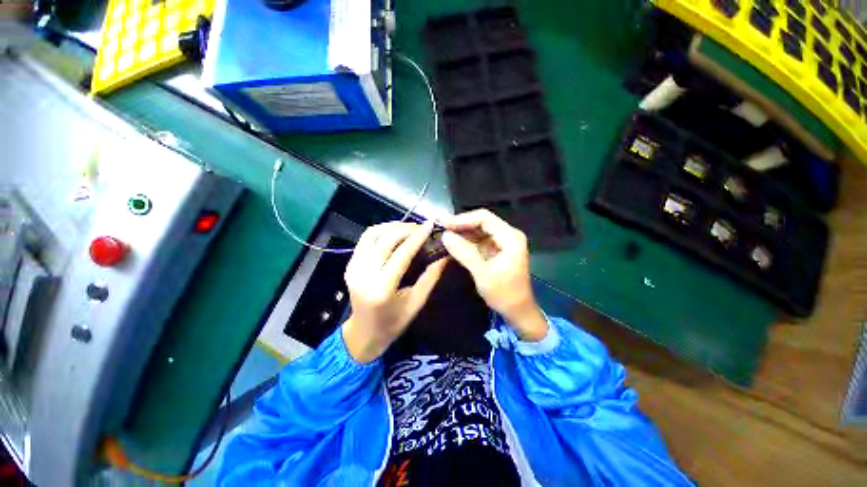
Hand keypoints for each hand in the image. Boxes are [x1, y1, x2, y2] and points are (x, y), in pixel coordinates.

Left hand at [342, 221, 447, 362]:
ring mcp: (353, 268)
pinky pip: (365, 239)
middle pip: (386, 239)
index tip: (430, 224)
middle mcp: (364, 274)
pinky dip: (381, 231)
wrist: (363, 332)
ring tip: (409, 228)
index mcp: (382, 288)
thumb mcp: (417, 303)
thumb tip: (445, 255)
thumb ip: (431, 277)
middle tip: (421, 227)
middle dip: (406, 229)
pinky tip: (394, 233)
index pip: (402, 253)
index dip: (417, 236)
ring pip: (372, 234)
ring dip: (392, 226)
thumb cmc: (394, 323)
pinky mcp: (349, 264)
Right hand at [441, 209, 547, 341]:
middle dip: (461, 225)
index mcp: (510, 237)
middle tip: (440, 228)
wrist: (519, 312)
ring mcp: (503, 242)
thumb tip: (445, 236)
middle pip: (482, 222)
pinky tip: (453, 244)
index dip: (463, 219)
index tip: (444, 224)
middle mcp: (508, 235)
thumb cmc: (504, 294)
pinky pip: (479, 241)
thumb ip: (464, 253)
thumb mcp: (483, 274)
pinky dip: (467, 242)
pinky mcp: (497, 250)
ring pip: (479, 231)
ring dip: (462, 233)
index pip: (484, 218)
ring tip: (444, 235)